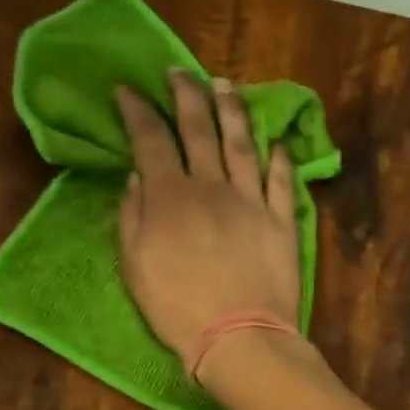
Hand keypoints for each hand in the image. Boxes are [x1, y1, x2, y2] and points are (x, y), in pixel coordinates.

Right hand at [115, 71, 302, 364]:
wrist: (240, 336)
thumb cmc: (179, 309)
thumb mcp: (135, 266)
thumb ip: (132, 217)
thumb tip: (137, 178)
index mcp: (170, 195)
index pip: (150, 138)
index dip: (137, 110)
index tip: (128, 90)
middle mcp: (212, 186)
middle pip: (199, 128)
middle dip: (186, 94)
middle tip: (179, 72)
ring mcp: (252, 201)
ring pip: (242, 144)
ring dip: (232, 111)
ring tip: (226, 86)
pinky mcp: (282, 222)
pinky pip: (281, 181)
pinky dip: (279, 159)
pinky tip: (276, 143)